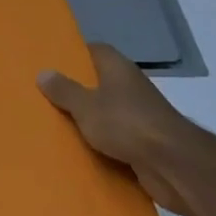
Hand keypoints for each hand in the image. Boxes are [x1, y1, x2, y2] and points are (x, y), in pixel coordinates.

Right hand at [38, 42, 215, 214]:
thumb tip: (43, 72)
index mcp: (117, 68)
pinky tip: (81, 149)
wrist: (172, 164)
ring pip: (107, 110)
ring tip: (56, 123)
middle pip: (99, 81)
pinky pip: (116, 136)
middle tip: (46, 95)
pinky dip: (102, 141)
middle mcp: (130, 85)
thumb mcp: (86, 106)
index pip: (94, 50)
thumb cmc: (126, 124)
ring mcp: (140, 113)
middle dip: (77, 89)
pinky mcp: (145, 140)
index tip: (51, 63)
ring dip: (89, 118)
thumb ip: (64, 90)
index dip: (74, 55)